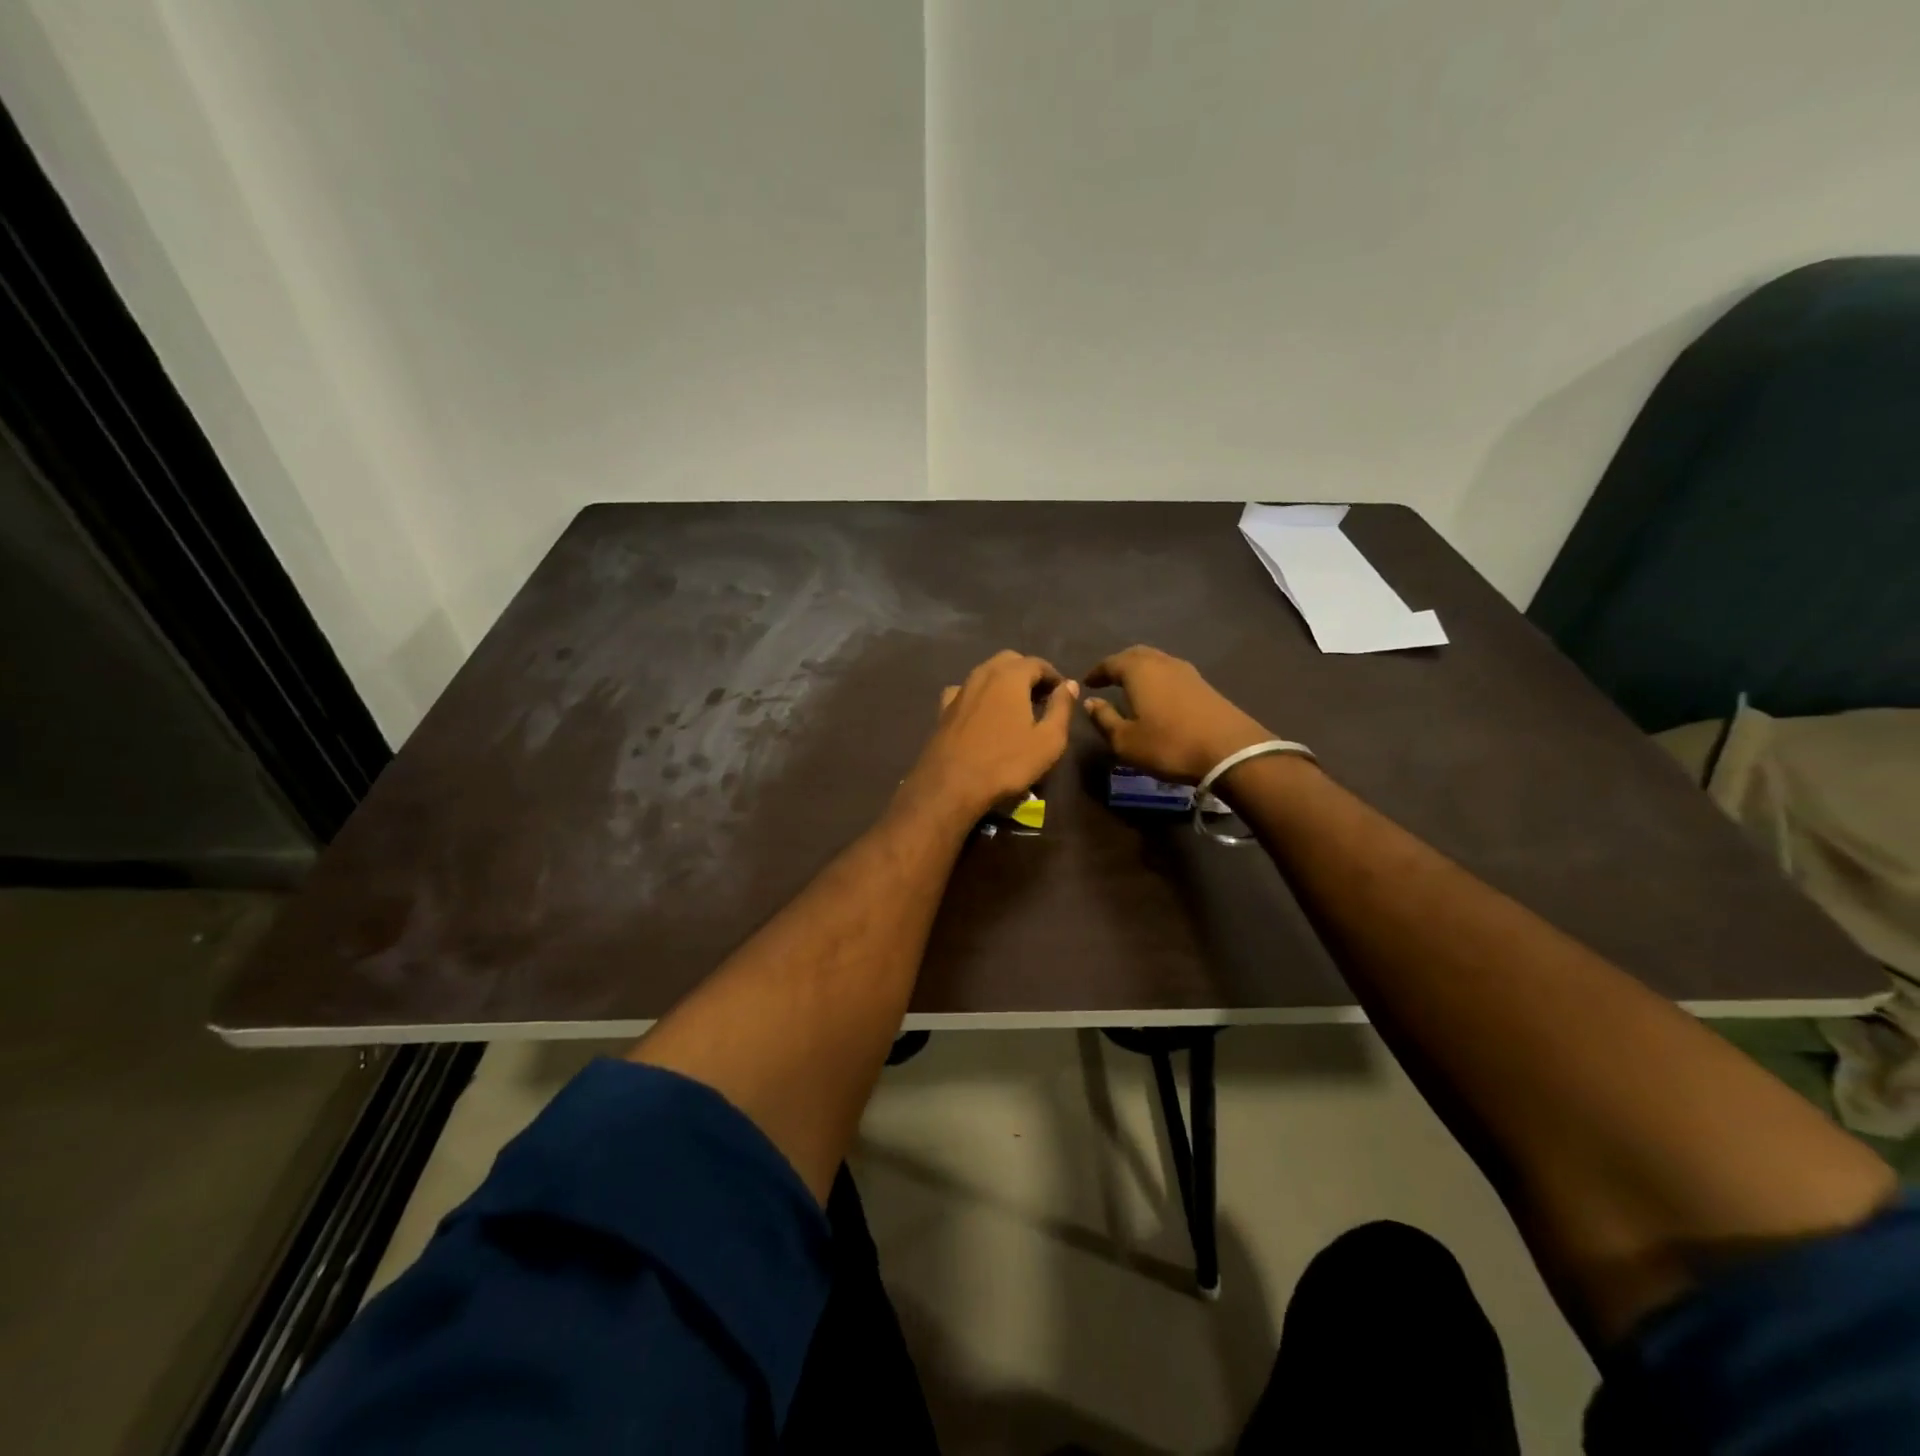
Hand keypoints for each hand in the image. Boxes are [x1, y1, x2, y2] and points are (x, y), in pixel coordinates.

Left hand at [900, 651, 1078, 820]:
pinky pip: (966, 692)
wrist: (950, 786)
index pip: (1037, 663)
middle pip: (1009, 661)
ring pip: (986, 674)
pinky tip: (983, 713)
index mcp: (1010, 676)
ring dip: (1004, 683)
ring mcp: (960, 691)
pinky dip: (980, 696)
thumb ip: (1061, 708)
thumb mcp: (1048, 740)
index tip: (1063, 695)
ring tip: (1016, 708)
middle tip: (1041, 698)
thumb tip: (1069, 685)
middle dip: (1028, 674)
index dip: (1054, 677)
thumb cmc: (1006, 763)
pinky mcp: (943, 709)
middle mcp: (982, 674)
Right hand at [1082, 645, 1271, 782]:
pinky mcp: (1204, 685)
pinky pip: (1172, 673)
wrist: (1230, 752)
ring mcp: (1187, 671)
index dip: (1096, 672)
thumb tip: (1090, 702)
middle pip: (1136, 655)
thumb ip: (1104, 719)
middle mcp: (1162, 662)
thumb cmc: (1169, 745)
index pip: (1110, 662)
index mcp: (1139, 670)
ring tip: (1130, 687)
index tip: (1087, 683)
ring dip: (1140, 670)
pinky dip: (1158, 679)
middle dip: (1119, 665)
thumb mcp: (1125, 740)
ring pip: (1157, 661)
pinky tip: (1157, 696)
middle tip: (1107, 679)